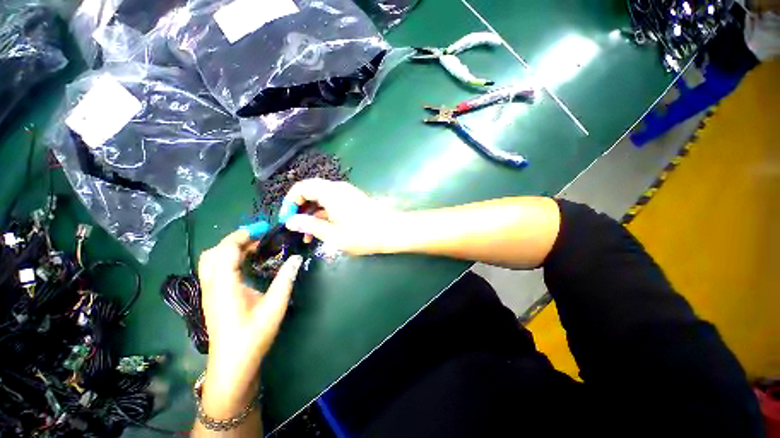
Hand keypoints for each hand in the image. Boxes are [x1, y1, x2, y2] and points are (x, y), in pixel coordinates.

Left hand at [197, 230, 302, 418]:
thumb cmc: (253, 335)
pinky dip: (229, 259)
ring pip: (211, 261)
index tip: (264, 230)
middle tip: (259, 238)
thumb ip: (285, 279)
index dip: (242, 236)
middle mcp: (212, 286)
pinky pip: (215, 269)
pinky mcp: (213, 297)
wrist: (233, 365)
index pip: (225, 250)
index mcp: (225, 286)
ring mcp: (209, 292)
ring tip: (255, 248)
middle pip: (213, 252)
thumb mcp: (275, 306)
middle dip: (235, 240)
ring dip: (231, 249)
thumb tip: (296, 258)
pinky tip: (247, 264)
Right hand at [281, 179, 400, 254]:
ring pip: (321, 199)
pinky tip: (322, 230)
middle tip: (295, 228)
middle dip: (300, 209)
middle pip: (311, 192)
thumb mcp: (332, 234)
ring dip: (312, 214)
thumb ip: (309, 226)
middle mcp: (337, 188)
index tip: (286, 219)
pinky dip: (324, 214)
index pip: (301, 187)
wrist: (391, 231)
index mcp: (330, 192)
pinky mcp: (353, 200)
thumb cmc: (362, 234)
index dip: (290, 202)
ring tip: (307, 235)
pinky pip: (332, 203)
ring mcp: (346, 193)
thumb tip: (290, 221)